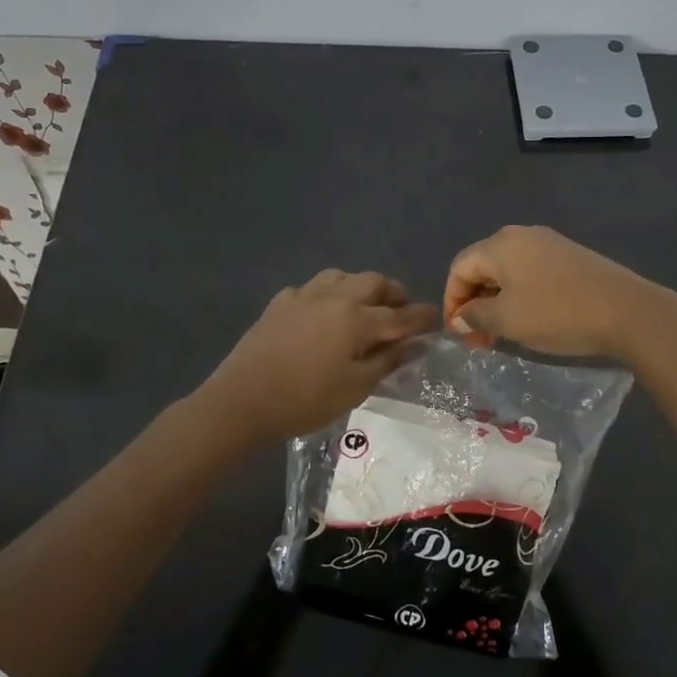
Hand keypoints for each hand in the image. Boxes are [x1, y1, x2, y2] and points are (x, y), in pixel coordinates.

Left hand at [202, 270, 439, 440]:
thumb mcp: (356, 387)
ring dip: (359, 286)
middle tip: (400, 311)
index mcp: (357, 318)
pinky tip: (322, 313)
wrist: (242, 400)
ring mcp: (303, 295)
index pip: (400, 314)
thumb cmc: (306, 400)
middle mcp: (334, 297)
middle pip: (373, 282)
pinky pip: (312, 287)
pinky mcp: (280, 302)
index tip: (434, 318)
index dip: (421, 316)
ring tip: (363, 306)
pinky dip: (327, 295)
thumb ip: (388, 361)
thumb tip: (416, 344)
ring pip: (341, 276)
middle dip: (393, 293)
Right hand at [443, 226, 669, 357]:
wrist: (627, 311)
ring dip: (496, 302)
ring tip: (501, 333)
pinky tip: (529, 319)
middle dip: (473, 303)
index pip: (459, 267)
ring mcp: (549, 244)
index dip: (451, 301)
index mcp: (501, 244)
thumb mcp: (507, 320)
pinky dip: (519, 296)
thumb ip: (475, 317)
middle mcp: (522, 236)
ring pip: (507, 271)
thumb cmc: (557, 313)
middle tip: (479, 338)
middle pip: (482, 266)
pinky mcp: (570, 257)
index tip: (458, 334)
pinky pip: (530, 273)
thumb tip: (460, 318)